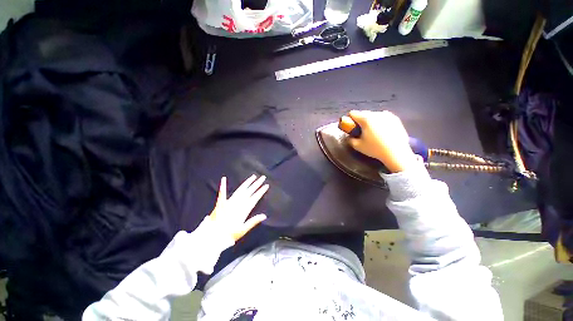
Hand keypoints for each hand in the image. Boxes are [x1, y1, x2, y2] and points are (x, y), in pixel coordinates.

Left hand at [207, 175, 268, 240]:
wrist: (213, 236)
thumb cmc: (229, 234)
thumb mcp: (243, 229)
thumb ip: (253, 221)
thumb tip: (264, 216)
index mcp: (244, 210)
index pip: (255, 198)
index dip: (261, 191)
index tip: (266, 185)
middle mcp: (237, 203)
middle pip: (249, 191)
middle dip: (256, 184)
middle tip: (263, 177)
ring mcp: (230, 202)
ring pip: (240, 190)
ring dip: (247, 183)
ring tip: (253, 177)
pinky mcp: (221, 203)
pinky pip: (222, 193)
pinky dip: (223, 186)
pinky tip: (224, 179)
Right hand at [347, 110, 415, 172]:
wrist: (396, 153)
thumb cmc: (375, 149)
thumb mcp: (357, 146)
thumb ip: (350, 139)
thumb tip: (349, 136)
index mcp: (366, 119)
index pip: (353, 113)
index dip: (349, 119)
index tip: (350, 127)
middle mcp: (376, 114)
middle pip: (363, 113)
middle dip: (360, 120)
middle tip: (360, 131)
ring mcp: (387, 115)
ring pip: (374, 115)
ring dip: (370, 121)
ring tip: (372, 131)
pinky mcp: (396, 119)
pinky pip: (384, 117)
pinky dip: (380, 122)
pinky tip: (382, 131)